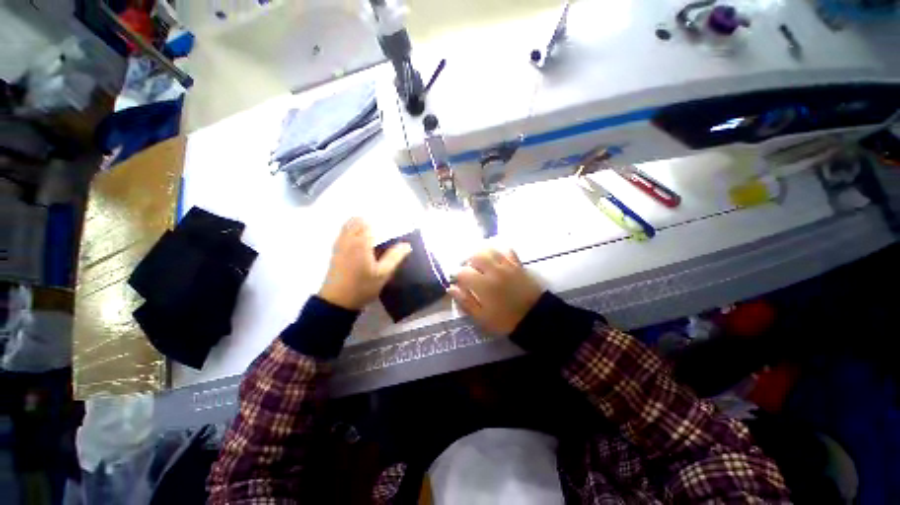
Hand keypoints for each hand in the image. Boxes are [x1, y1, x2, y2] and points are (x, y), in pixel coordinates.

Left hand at [318, 218, 411, 309]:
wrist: (337, 302)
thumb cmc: (362, 287)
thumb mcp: (383, 274)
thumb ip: (395, 257)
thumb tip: (407, 245)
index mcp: (360, 242)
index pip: (368, 223)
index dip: (379, 222)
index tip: (389, 224)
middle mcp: (348, 240)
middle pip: (356, 221)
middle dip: (369, 221)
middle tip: (382, 230)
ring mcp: (339, 245)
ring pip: (348, 226)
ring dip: (359, 225)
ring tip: (373, 234)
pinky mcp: (335, 252)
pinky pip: (343, 234)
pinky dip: (352, 232)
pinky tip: (361, 243)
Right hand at [448, 248, 542, 335]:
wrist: (535, 318)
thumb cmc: (505, 320)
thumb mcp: (482, 317)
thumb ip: (465, 302)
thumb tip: (451, 288)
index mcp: (483, 285)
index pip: (463, 272)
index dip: (456, 275)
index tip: (456, 280)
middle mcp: (494, 271)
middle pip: (475, 256)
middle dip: (467, 261)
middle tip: (466, 269)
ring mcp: (507, 266)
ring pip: (490, 250)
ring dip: (481, 253)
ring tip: (479, 261)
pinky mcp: (518, 265)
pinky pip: (507, 251)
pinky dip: (499, 251)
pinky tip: (496, 258)